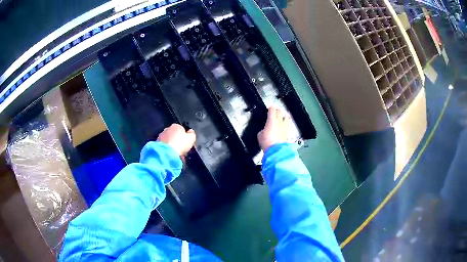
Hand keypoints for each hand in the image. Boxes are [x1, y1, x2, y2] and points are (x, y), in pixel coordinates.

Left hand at [157, 124, 195, 155]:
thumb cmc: (180, 144)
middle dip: (177, 141)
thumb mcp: (191, 138)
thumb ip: (192, 134)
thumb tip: (190, 131)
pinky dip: (167, 149)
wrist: (166, 152)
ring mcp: (161, 136)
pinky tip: (171, 154)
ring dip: (172, 145)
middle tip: (182, 149)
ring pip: (169, 140)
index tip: (187, 143)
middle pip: (174, 135)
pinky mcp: (157, 143)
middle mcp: (167, 129)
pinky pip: (164, 146)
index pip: (182, 129)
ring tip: (176, 153)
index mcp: (176, 126)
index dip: (185, 136)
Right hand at [257, 106, 292, 151]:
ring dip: (284, 117)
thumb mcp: (260, 135)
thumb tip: (264, 131)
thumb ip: (263, 131)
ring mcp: (285, 127)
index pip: (272, 109)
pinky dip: (286, 125)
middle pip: (280, 112)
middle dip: (278, 110)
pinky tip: (284, 127)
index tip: (270, 107)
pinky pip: (288, 126)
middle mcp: (280, 122)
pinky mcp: (288, 134)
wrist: (276, 150)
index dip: (271, 107)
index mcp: (272, 120)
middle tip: (276, 110)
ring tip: (282, 117)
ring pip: (286, 118)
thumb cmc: (267, 142)